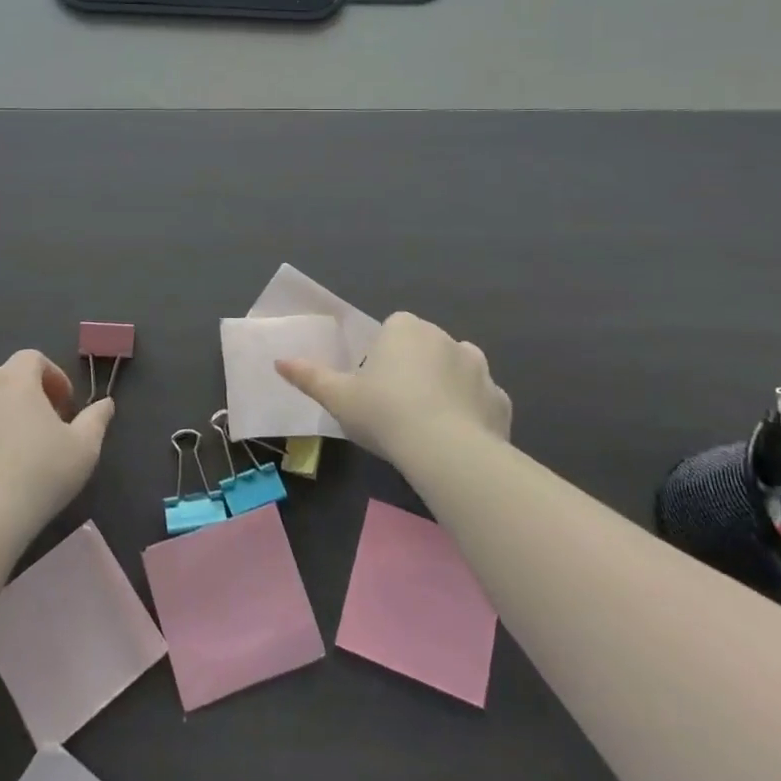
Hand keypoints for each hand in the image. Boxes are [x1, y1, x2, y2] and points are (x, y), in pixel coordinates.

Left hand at [0, 350, 113, 533]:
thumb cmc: (40, 473)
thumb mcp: (84, 447)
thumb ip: (96, 419)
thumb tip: (106, 403)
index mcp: (15, 381)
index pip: (32, 357)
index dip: (53, 375)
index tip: (66, 404)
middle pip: (7, 378)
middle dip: (30, 394)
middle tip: (48, 424)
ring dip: (5, 416)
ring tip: (23, 449)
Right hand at [277, 311, 509, 464]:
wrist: (446, 451)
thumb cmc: (385, 413)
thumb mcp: (338, 397)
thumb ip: (309, 376)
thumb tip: (279, 361)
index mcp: (406, 328)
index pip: (393, 330)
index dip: (383, 356)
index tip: (375, 386)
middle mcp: (446, 337)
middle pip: (426, 348)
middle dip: (415, 369)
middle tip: (397, 408)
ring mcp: (479, 367)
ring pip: (458, 371)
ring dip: (447, 388)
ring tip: (429, 425)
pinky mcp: (500, 400)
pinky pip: (481, 401)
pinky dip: (472, 414)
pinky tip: (457, 439)